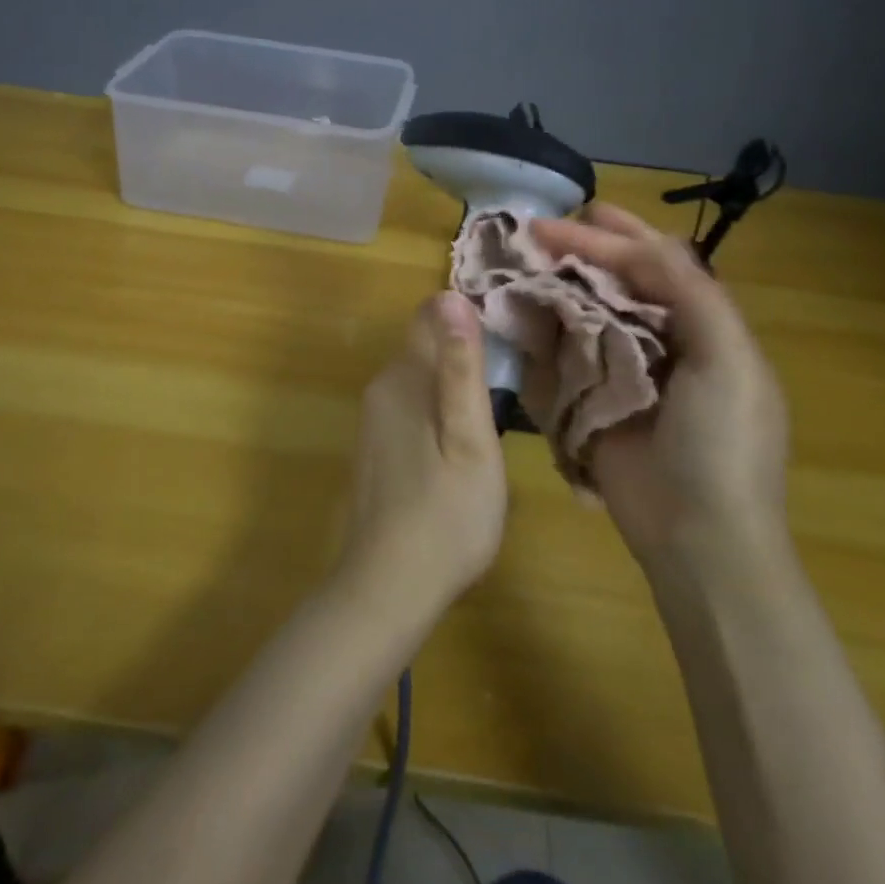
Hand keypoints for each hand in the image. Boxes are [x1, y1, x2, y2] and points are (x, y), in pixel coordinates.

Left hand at [335, 293, 508, 626]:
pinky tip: (461, 449)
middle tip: (511, 387)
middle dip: (465, 355)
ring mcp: (374, 418)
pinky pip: (412, 407)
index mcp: (404, 377)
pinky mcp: (376, 445)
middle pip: (427, 346)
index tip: (506, 343)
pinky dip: (439, 413)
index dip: (469, 319)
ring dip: (454, 387)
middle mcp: (382, 387)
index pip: (431, 315)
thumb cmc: (446, 514)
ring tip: (493, 421)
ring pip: (421, 379)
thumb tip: (452, 297)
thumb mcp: (470, 439)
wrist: (388, 586)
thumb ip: (462, 368)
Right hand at [531, 204, 789, 564]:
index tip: (561, 223)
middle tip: (538, 230)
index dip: (612, 238)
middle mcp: (663, 340)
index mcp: (703, 325)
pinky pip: (566, 356)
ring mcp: (625, 372)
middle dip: (582, 252)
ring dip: (559, 287)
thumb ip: (693, 294)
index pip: (655, 263)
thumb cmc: (721, 443)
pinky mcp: (594, 402)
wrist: (698, 537)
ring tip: (522, 265)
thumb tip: (641, 245)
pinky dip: (546, 333)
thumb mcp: (728, 360)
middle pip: (619, 281)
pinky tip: (522, 316)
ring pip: (588, 313)